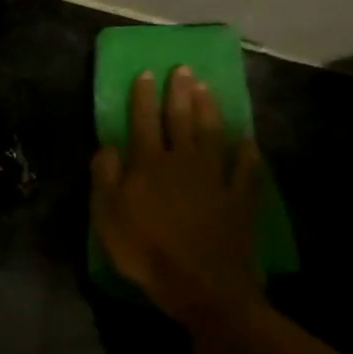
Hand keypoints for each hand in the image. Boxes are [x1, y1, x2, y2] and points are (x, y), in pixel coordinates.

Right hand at [91, 67, 263, 328]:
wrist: (200, 283)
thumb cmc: (145, 251)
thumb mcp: (107, 217)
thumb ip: (105, 178)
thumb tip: (106, 146)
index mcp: (148, 165)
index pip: (142, 122)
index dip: (142, 98)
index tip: (146, 74)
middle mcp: (182, 162)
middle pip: (180, 120)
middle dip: (179, 93)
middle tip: (182, 70)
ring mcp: (215, 178)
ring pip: (212, 134)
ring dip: (209, 110)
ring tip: (207, 88)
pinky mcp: (239, 197)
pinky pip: (245, 168)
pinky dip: (246, 152)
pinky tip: (247, 140)